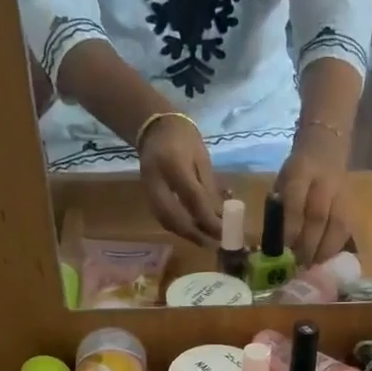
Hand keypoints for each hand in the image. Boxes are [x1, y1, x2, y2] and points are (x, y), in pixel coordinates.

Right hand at [138, 116, 221, 245]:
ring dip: (186, 234)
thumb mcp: (202, 158)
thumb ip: (210, 188)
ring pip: (165, 221)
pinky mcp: (147, 195)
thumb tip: (222, 217)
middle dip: (194, 234)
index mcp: (173, 164)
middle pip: (173, 217)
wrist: (153, 127)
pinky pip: (162, 217)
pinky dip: (178, 227)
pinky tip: (193, 231)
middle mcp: (156, 180)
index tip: (224, 232)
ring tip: (205, 241)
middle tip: (212, 244)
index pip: (193, 198)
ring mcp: (148, 189)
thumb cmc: (183, 138)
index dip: (209, 219)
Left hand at [273, 136, 352, 263]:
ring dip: (323, 251)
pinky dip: (336, 248)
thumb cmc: (297, 173)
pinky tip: (326, 260)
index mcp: (300, 172)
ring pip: (337, 226)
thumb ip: (279, 209)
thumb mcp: (282, 182)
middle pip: (318, 218)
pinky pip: (348, 230)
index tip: (283, 250)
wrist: (326, 148)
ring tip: (312, 267)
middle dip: (306, 245)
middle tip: (297, 265)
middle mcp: (324, 182)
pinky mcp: (353, 205)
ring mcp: (343, 194)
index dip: (290, 229)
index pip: (295, 203)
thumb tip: (274, 245)